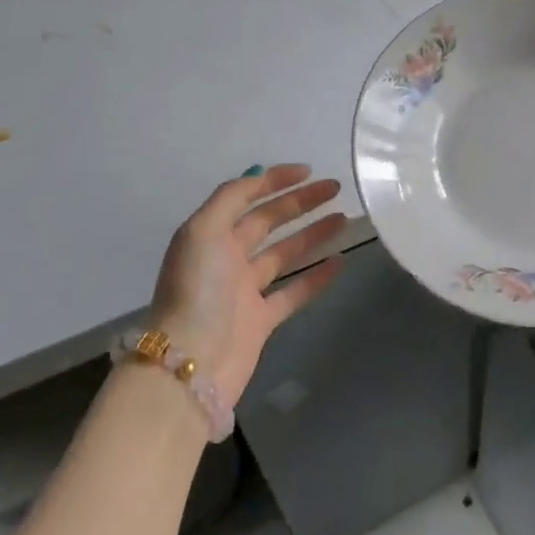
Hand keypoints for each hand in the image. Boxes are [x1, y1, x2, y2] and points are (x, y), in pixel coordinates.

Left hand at [150, 165, 348, 405]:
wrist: (191, 364)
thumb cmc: (197, 291)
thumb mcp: (203, 232)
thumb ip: (231, 198)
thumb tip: (259, 174)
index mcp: (209, 234)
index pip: (245, 196)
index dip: (274, 180)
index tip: (309, 171)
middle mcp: (226, 258)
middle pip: (268, 221)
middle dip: (300, 202)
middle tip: (335, 188)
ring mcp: (245, 290)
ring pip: (284, 253)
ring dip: (312, 234)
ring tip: (343, 218)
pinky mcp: (262, 320)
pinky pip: (295, 291)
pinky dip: (317, 276)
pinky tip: (340, 261)